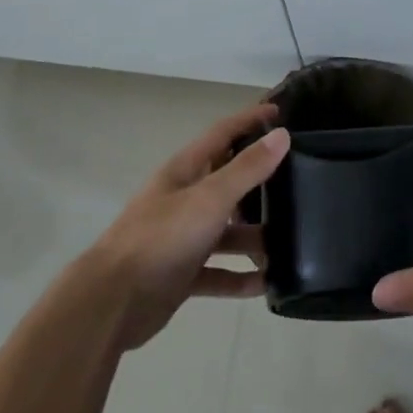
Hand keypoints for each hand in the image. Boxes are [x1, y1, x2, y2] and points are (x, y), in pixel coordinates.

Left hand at [83, 104, 288, 350]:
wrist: (112, 301)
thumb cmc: (161, 238)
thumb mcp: (209, 198)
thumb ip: (246, 169)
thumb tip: (282, 135)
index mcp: (186, 171)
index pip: (223, 133)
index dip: (250, 120)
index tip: (280, 111)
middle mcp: (185, 199)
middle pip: (228, 182)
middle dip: (260, 181)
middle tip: (299, 180)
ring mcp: (182, 238)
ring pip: (227, 231)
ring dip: (255, 236)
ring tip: (292, 242)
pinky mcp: (182, 274)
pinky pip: (219, 272)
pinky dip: (240, 277)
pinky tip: (267, 284)